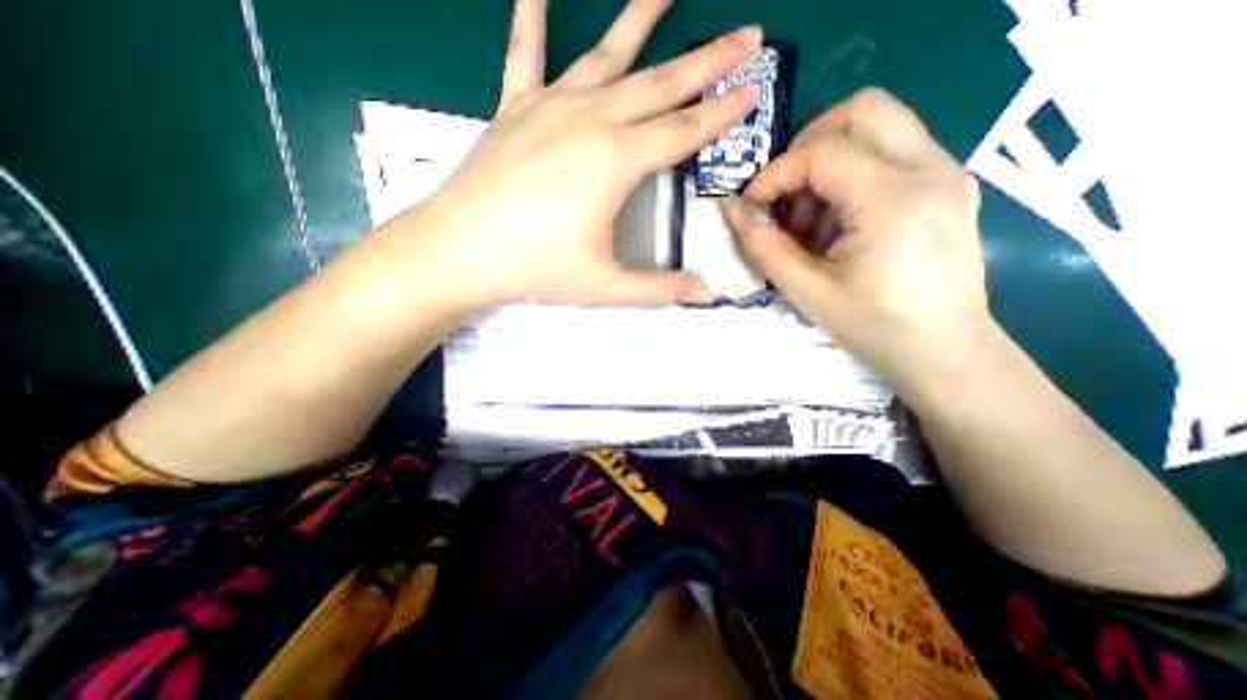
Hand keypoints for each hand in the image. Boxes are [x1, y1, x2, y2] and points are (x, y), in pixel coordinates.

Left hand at [389, 1, 758, 307]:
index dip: (724, 112)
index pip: (685, 130)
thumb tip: (703, 295)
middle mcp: (590, 119)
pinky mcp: (514, 110)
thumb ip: (657, 289)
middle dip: (709, 60)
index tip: (755, 87)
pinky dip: (532, 19)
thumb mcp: (603, 286)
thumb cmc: (534, 268)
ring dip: (640, 19)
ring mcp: (549, 107)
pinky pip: (525, 55)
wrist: (459, 251)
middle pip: (661, 83)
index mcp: (616, 160)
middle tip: (746, 35)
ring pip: (606, 56)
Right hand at [722, 86, 995, 386]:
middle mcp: (931, 169)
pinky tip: (839, 224)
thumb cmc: (874, 327)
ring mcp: (947, 172)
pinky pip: (891, 153)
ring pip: (878, 127)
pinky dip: (851, 176)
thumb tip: (731, 210)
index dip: (775, 174)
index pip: (822, 153)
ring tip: (812, 222)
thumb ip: (763, 247)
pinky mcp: (948, 185)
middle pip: (862, 110)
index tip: (752, 207)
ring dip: (829, 164)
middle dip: (807, 147)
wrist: (945, 352)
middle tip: (785, 195)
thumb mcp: (807, 291)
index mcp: (894, 200)